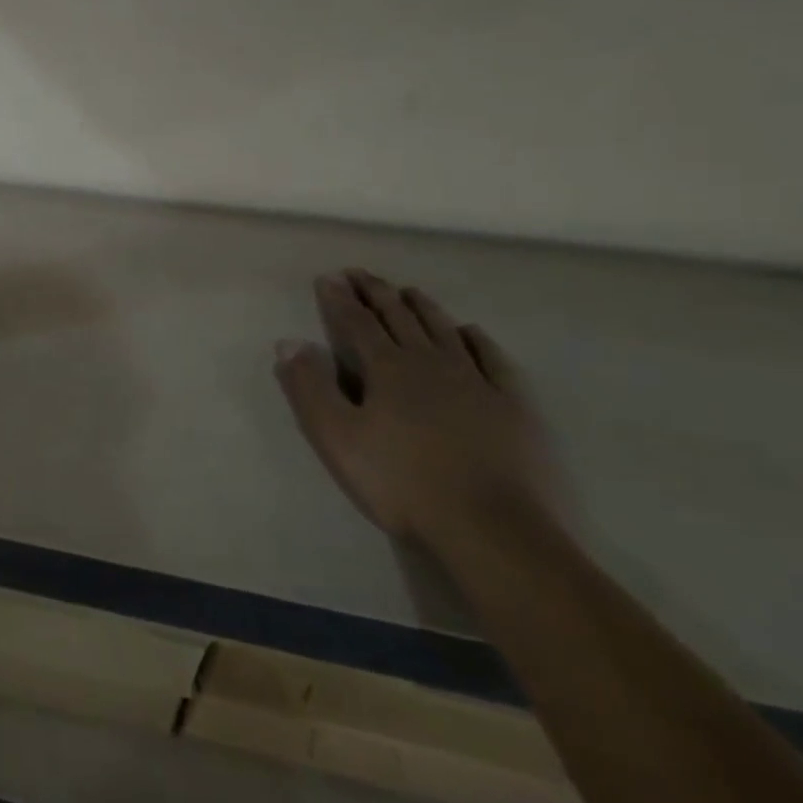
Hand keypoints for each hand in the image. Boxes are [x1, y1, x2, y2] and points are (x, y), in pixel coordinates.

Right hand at [274, 270, 563, 554]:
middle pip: (400, 317)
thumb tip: (289, 342)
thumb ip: (310, 387)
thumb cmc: (402, 483)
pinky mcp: (513, 405)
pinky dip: (477, 339)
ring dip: (423, 306)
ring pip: (444, 330)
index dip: (339, 299)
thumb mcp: (337, 438)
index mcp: (387, 369)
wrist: (493, 529)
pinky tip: (470, 331)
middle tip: (361, 273)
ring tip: (409, 291)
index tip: (328, 277)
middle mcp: (430, 363)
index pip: (356, 323)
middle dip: (377, 292)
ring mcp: (476, 381)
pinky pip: (493, 359)